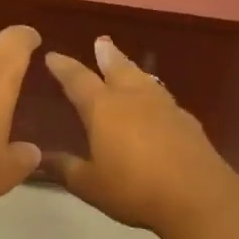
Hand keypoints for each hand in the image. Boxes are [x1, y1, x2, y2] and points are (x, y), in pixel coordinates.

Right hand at [44, 37, 238, 234]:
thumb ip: (65, 169)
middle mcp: (133, 98)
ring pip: (144, 78)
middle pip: (117, 68)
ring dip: (131, 68)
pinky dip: (152, 92)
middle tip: (101, 42)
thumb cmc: (134, 189)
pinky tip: (155, 102)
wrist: (198, 196)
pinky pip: (163, 97)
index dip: (63, 67)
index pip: (78, 80)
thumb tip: (40, 159)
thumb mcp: (90, 184)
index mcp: (104, 109)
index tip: (53, 56)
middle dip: (106, 55)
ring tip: (126, 65)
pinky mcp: (187, 121)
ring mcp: (164, 106)